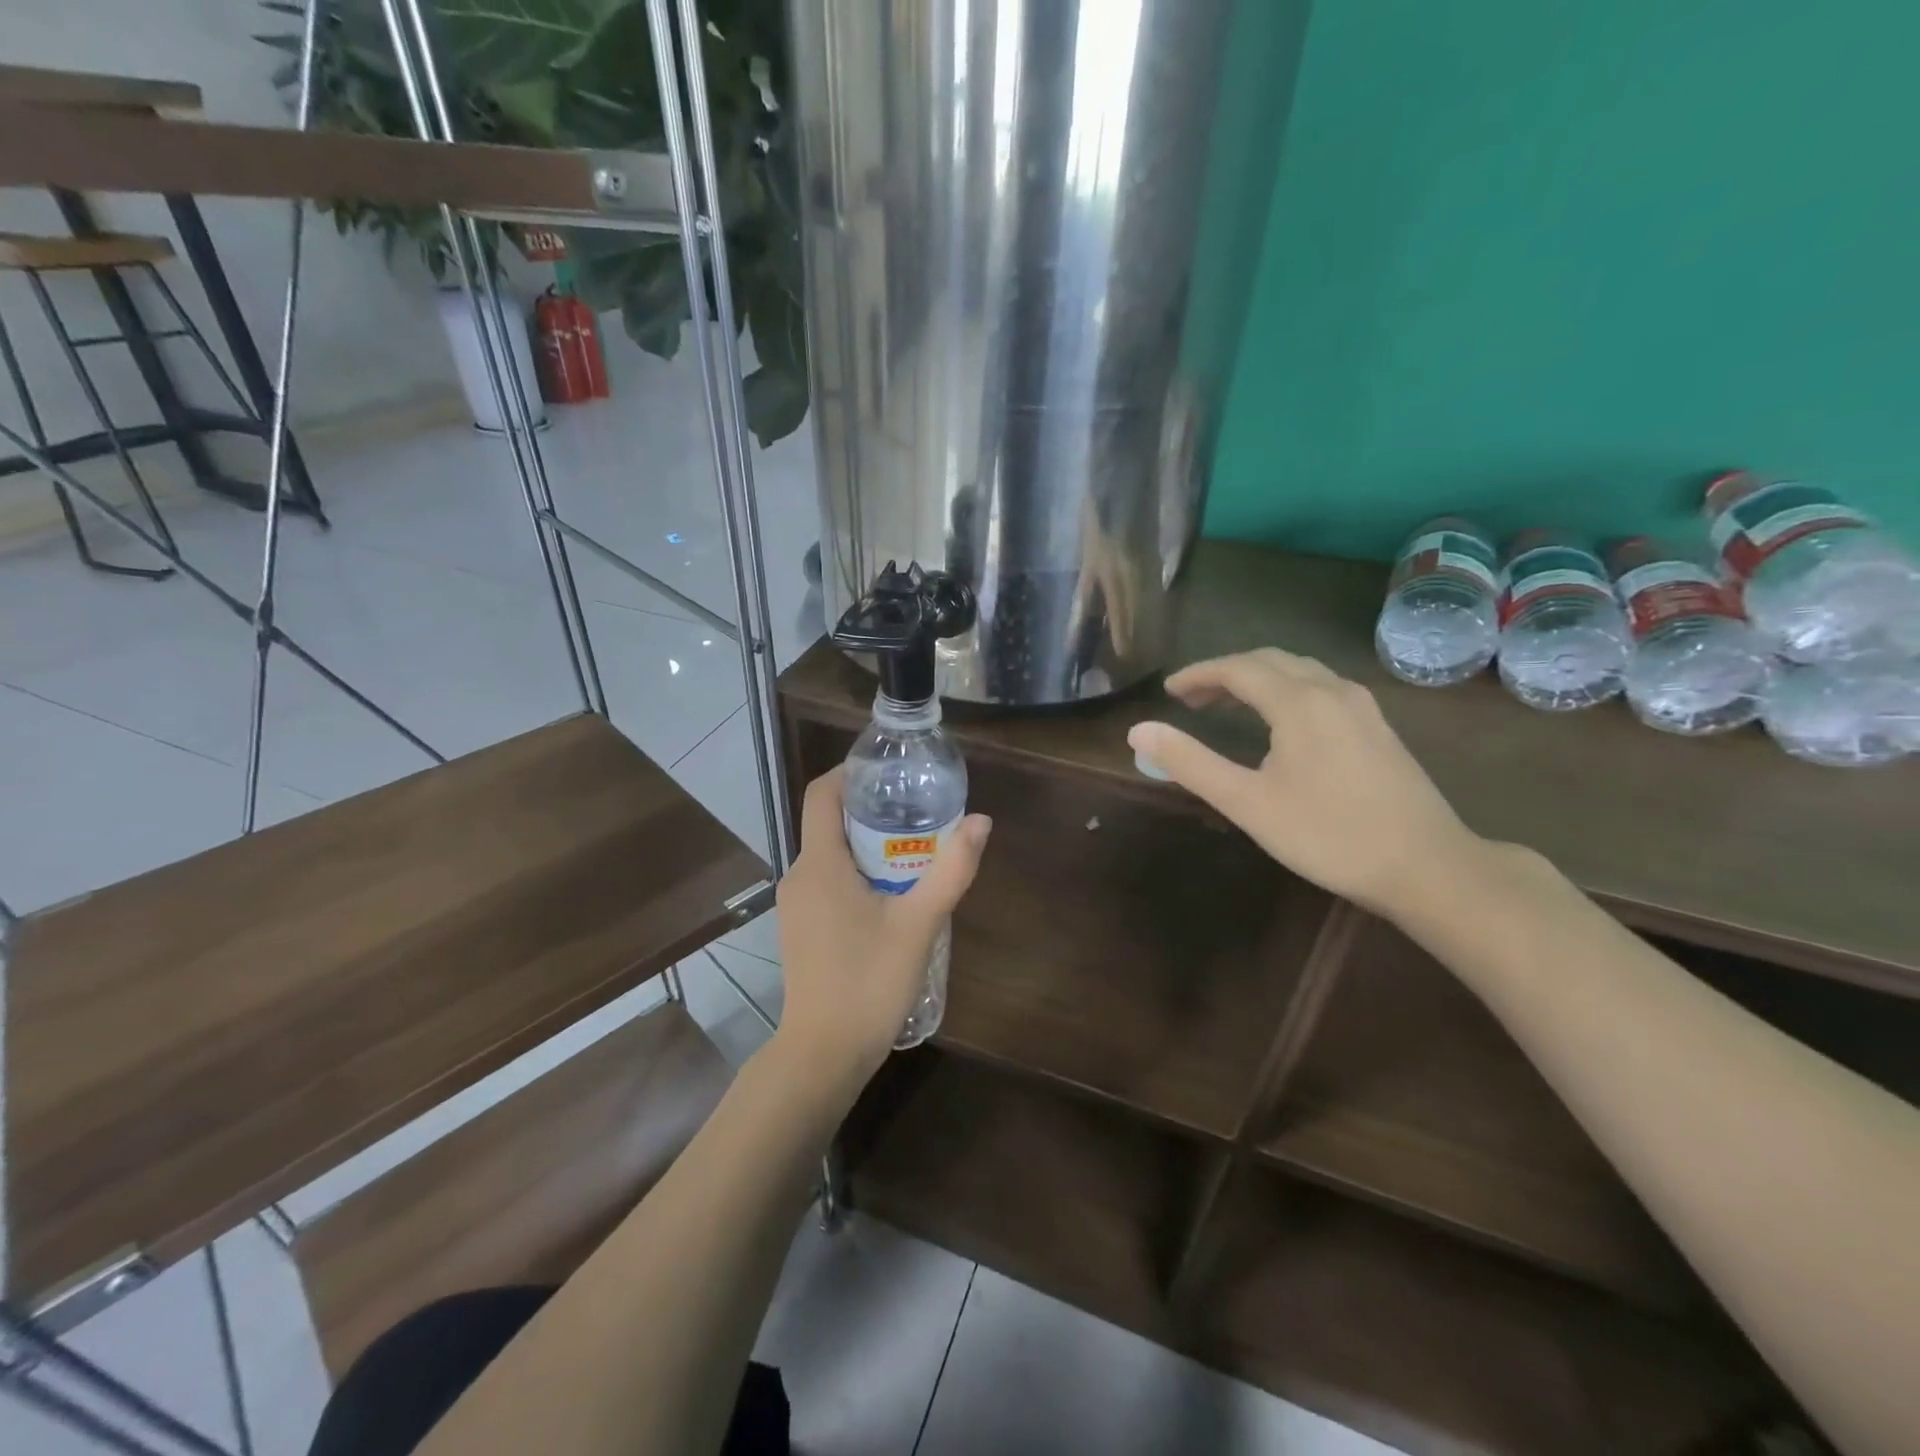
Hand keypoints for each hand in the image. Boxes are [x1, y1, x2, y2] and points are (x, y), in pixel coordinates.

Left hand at [774, 767, 992, 1081]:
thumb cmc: (868, 982)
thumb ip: (951, 869)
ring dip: (867, 845)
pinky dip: (856, 873)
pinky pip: (827, 882)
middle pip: (829, 822)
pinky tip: (891, 894)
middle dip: (871, 811)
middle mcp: (799, 876)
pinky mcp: (801, 928)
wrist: (823, 1054)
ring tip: (913, 850)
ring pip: (830, 855)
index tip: (888, 772)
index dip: (850, 773)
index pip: (821, 794)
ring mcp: (795, 905)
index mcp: (819, 863)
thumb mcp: (919, 923)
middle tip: (918, 811)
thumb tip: (981, 821)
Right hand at [1127, 649, 1477, 916]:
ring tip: (1228, 703)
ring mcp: (1363, 707)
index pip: (1238, 668)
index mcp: (1299, 702)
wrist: (1428, 866)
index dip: (1199, 674)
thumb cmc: (1328, 835)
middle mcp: (1332, 690)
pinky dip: (1287, 689)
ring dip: (1258, 678)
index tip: (1168, 691)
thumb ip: (1191, 763)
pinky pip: (1322, 687)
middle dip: (1226, 672)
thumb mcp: (1247, 803)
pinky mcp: (1379, 727)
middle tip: (1191, 697)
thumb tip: (1139, 731)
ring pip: (1301, 671)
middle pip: (1270, 660)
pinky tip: (1282, 721)